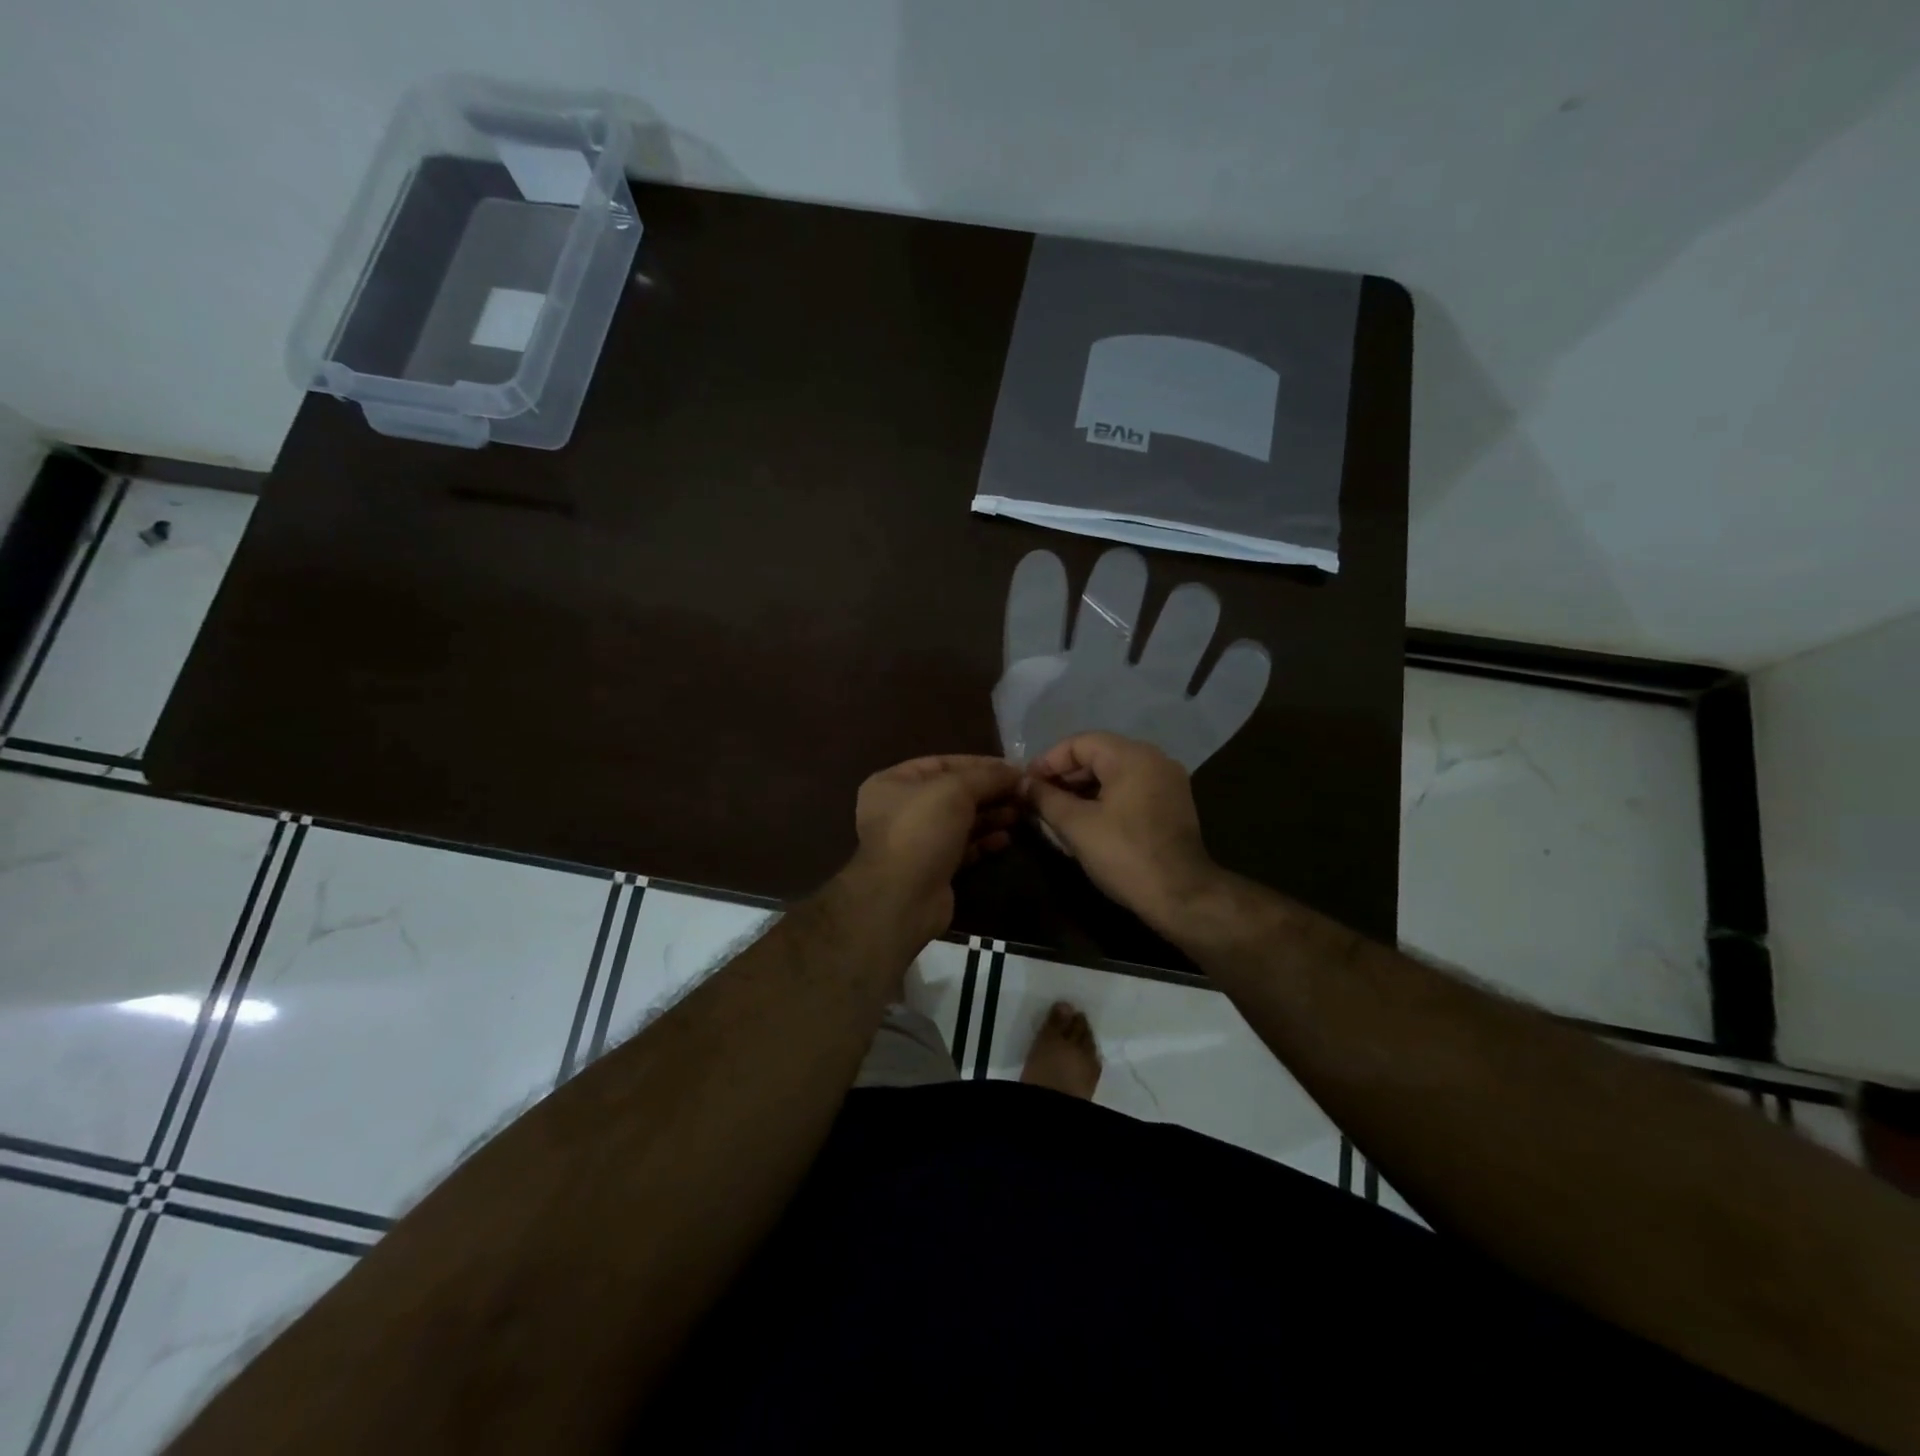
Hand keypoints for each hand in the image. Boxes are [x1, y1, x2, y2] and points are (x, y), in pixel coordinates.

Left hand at [848, 755, 1022, 940]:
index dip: (980, 764)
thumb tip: (1016, 771)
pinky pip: (962, 847)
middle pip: (953, 793)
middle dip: (989, 792)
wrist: (903, 897)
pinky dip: (983, 841)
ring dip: (990, 816)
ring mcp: (915, 841)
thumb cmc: (922, 829)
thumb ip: (987, 776)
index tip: (1014, 769)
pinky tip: (1006, 839)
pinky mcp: (931, 868)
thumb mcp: (956, 789)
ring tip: (1020, 814)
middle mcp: (901, 809)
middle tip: (1023, 793)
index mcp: (894, 782)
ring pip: (959, 821)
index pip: (943, 763)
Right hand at [1024, 732, 1217, 933]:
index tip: (1025, 785)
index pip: (1078, 743)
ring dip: (1082, 790)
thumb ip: (1045, 798)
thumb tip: (1022, 784)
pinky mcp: (1172, 804)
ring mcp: (1167, 781)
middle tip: (1036, 801)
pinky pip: (1130, 790)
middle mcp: (1153, 759)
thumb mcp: (1075, 825)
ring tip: (1055, 813)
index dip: (1047, 762)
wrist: (1182, 896)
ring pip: (1113, 774)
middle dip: (1063, 777)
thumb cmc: (1124, 855)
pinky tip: (1084, 822)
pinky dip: (1104, 799)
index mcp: (1131, 756)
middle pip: (1097, 756)